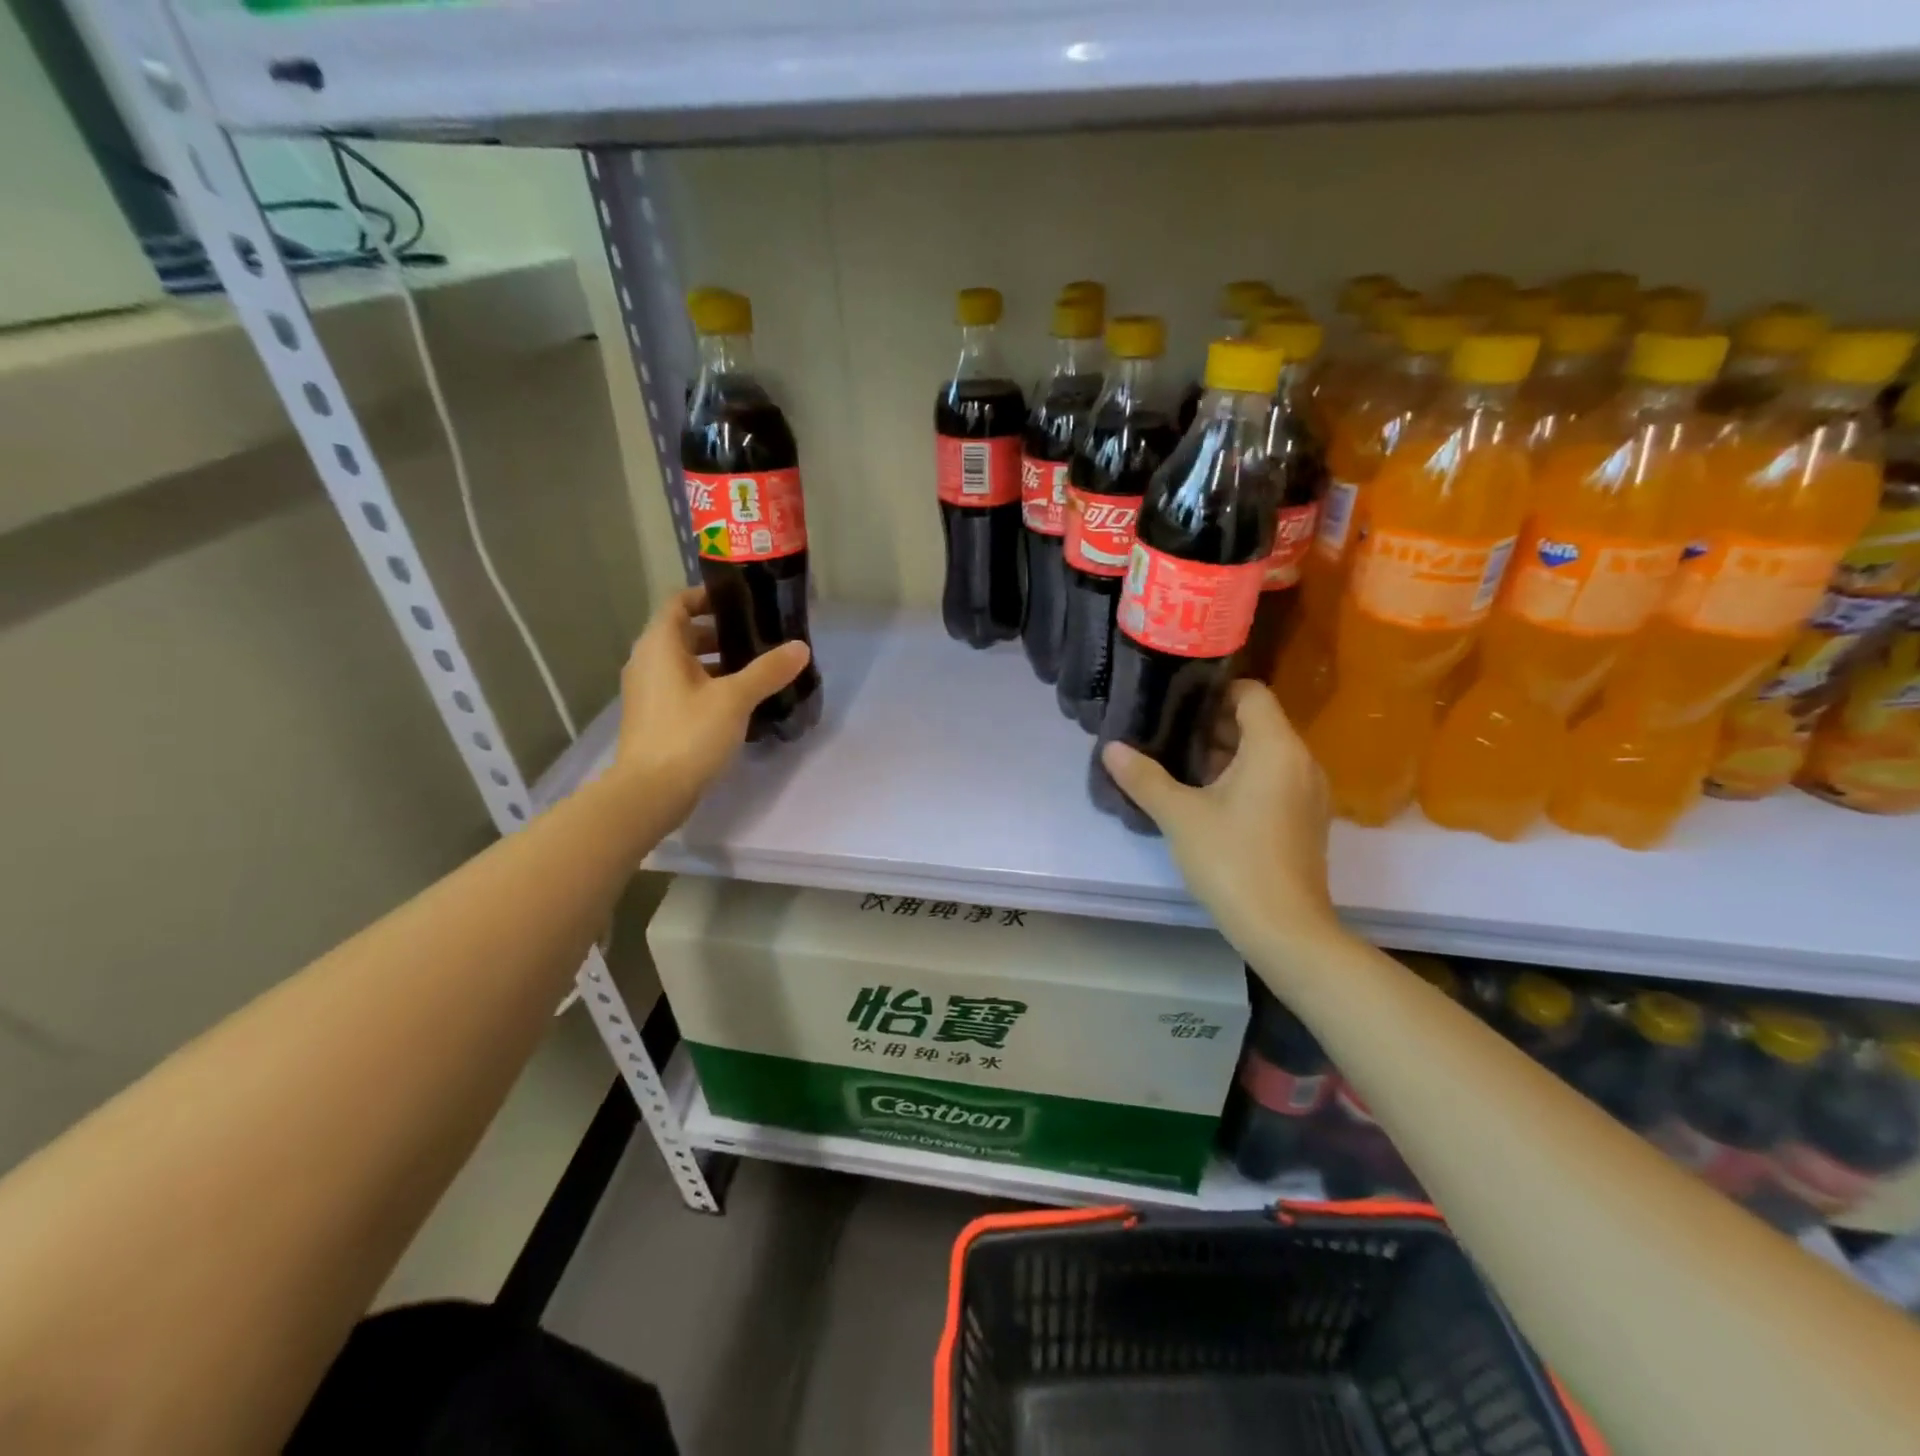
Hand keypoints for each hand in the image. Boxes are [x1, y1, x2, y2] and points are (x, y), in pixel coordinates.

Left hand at [611, 587, 809, 823]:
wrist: (650, 792)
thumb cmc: (689, 733)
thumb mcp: (735, 698)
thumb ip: (768, 670)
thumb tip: (800, 647)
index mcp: (660, 645)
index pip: (680, 602)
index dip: (708, 597)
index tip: (742, 601)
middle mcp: (648, 661)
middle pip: (683, 632)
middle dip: (721, 632)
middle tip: (759, 637)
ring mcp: (648, 691)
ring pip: (684, 663)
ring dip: (716, 661)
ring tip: (756, 669)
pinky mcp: (654, 717)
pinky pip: (682, 687)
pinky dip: (707, 684)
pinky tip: (738, 702)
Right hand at [1101, 680, 1340, 961]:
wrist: (1284, 929)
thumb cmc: (1232, 860)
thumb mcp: (1179, 816)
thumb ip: (1144, 777)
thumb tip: (1111, 748)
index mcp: (1276, 747)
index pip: (1250, 693)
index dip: (1212, 691)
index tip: (1174, 702)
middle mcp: (1301, 760)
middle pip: (1257, 722)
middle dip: (1211, 724)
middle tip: (1165, 732)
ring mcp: (1308, 792)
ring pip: (1264, 753)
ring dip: (1224, 753)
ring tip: (1178, 763)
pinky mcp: (1305, 819)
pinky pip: (1273, 778)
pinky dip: (1243, 777)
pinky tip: (1206, 798)